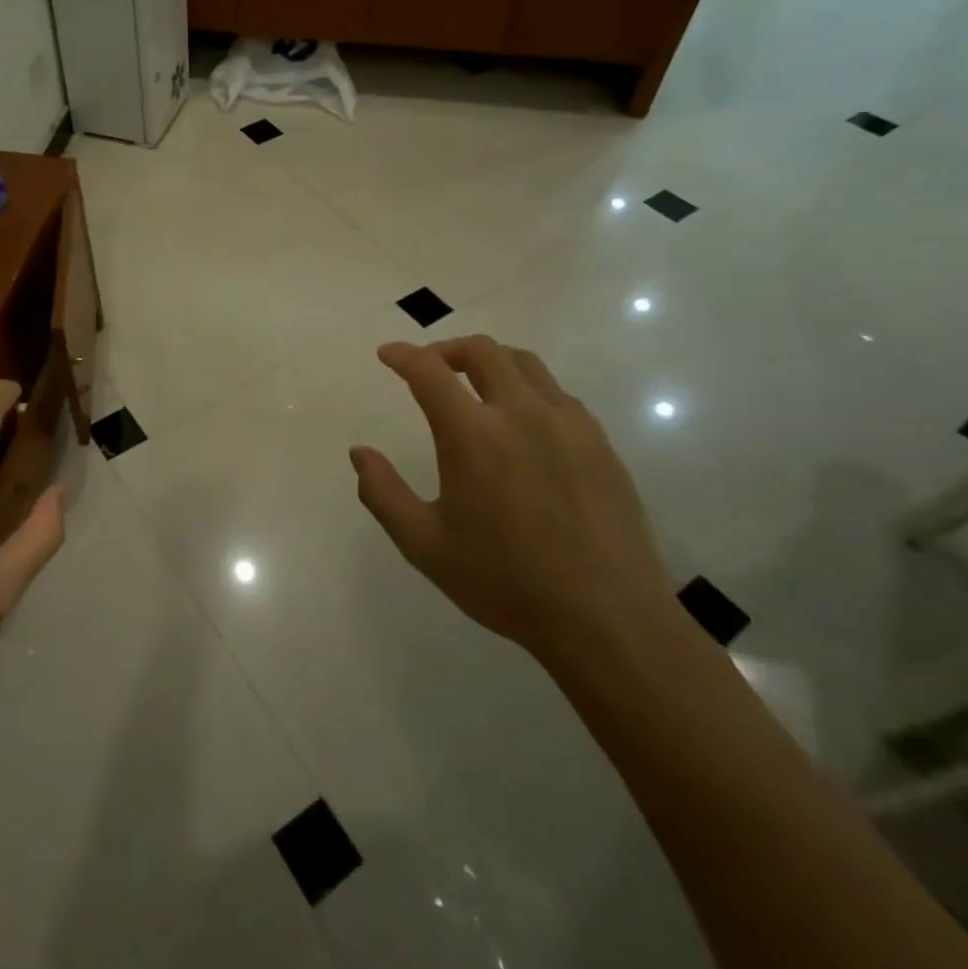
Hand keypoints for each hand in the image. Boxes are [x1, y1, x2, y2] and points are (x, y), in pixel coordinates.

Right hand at [350, 338, 669, 659]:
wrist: (607, 620)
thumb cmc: (506, 582)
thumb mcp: (425, 545)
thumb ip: (383, 493)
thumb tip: (359, 453)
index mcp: (473, 435)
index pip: (429, 371)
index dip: (403, 355)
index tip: (387, 354)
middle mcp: (522, 414)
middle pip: (482, 351)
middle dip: (446, 349)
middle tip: (428, 367)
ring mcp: (569, 425)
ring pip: (525, 364)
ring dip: (490, 361)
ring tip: (473, 384)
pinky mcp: (600, 444)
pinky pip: (558, 394)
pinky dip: (527, 389)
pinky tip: (522, 423)